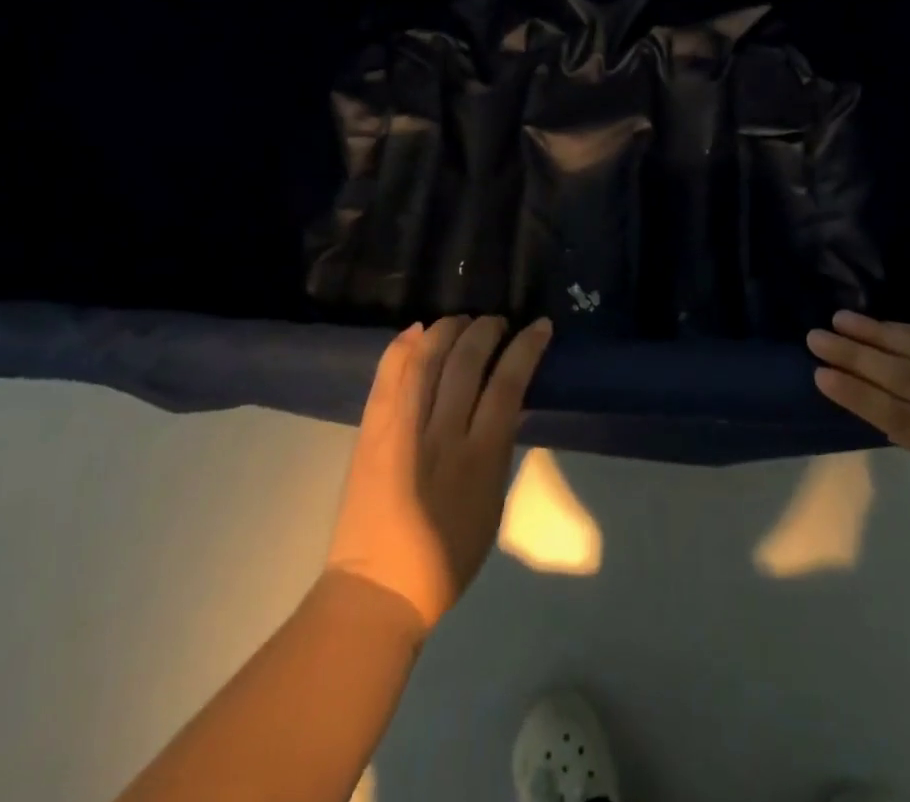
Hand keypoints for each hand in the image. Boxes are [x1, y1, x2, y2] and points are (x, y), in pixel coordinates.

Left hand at [324, 314, 552, 632]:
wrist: (378, 588)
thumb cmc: (447, 556)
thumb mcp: (492, 503)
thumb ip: (499, 449)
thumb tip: (506, 403)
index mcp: (480, 457)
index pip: (508, 383)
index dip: (525, 347)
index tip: (537, 326)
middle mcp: (442, 434)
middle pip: (466, 362)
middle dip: (485, 331)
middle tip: (495, 321)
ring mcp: (402, 430)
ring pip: (426, 359)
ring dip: (447, 330)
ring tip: (461, 321)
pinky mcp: (372, 432)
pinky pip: (388, 376)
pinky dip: (402, 346)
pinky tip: (417, 330)